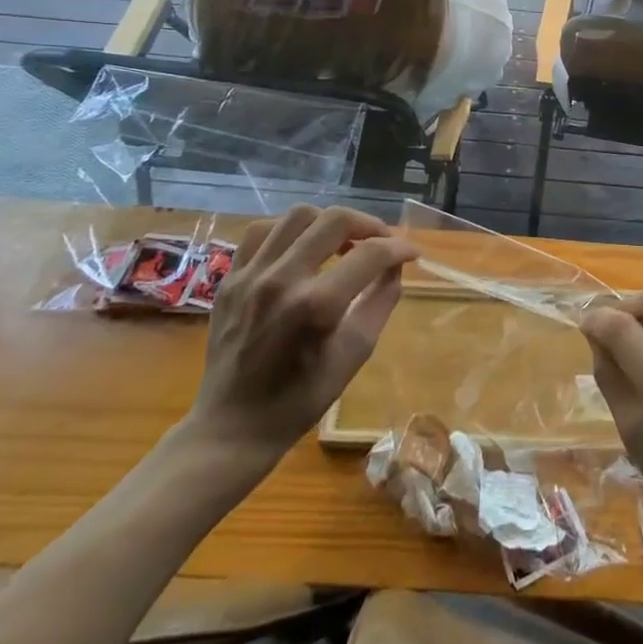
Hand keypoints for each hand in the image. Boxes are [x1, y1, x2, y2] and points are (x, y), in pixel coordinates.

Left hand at [183, 206, 419, 466]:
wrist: (231, 427)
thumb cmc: (300, 399)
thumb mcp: (354, 354)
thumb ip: (381, 301)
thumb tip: (395, 266)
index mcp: (315, 306)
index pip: (370, 254)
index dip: (399, 248)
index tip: (412, 253)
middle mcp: (281, 280)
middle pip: (334, 220)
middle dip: (368, 224)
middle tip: (381, 241)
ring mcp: (249, 275)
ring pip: (298, 216)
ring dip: (330, 222)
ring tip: (343, 241)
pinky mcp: (230, 278)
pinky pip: (262, 231)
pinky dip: (290, 231)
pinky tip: (303, 246)